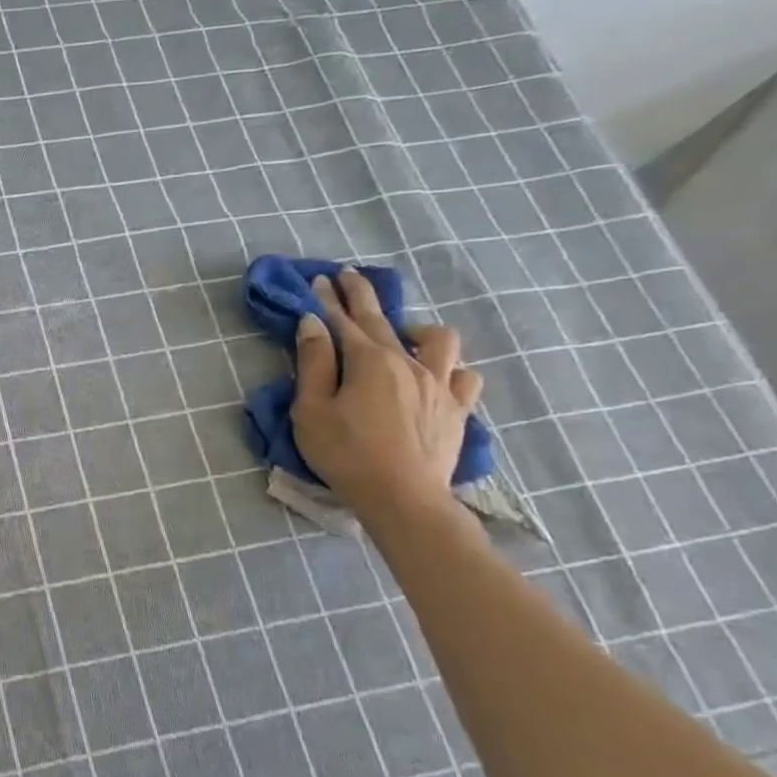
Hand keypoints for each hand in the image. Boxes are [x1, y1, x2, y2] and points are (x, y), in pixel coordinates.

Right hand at [291, 270, 483, 516]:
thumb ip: (313, 363)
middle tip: (349, 277)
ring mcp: (439, 385)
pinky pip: (465, 377)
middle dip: (362, 295)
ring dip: (418, 330)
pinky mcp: (457, 410)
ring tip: (404, 335)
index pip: (342, 321)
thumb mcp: (312, 410)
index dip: (328, 299)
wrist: (403, 499)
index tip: (319, 279)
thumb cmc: (346, 454)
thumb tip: (312, 323)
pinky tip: (439, 375)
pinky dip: (451, 369)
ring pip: (439, 340)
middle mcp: (408, 362)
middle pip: (382, 320)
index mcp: (369, 361)